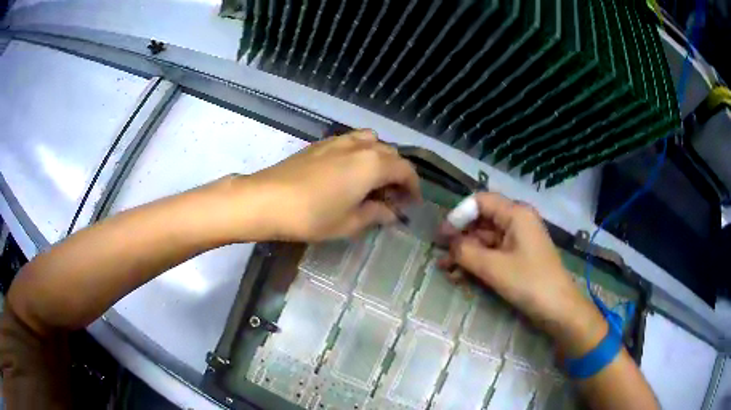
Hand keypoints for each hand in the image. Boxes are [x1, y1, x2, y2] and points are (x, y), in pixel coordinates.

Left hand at [239, 130, 420, 240]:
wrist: (266, 199)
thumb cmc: (311, 216)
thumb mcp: (348, 223)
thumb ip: (375, 214)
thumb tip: (390, 213)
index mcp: (373, 164)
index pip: (405, 170)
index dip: (413, 186)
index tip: (412, 203)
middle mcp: (360, 146)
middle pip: (390, 153)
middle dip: (397, 174)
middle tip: (391, 197)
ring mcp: (338, 141)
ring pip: (371, 142)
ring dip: (379, 158)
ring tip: (372, 180)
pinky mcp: (320, 143)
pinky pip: (351, 141)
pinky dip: (360, 153)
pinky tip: (348, 172)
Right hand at [440, 193, 606, 356]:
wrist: (558, 308)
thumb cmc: (529, 282)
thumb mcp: (494, 267)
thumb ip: (466, 252)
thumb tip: (448, 243)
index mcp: (515, 214)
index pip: (480, 201)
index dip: (459, 215)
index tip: (442, 236)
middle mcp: (517, 221)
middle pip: (481, 221)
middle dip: (460, 239)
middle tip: (441, 257)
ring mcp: (518, 240)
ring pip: (485, 240)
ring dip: (465, 254)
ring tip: (446, 271)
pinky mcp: (518, 257)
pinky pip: (493, 254)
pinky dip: (477, 263)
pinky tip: (461, 277)